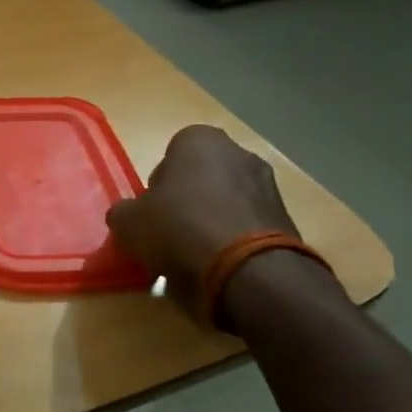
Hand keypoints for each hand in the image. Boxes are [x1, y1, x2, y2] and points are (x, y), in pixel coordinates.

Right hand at [107, 125, 299, 318]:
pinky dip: (235, 239)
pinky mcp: (287, 219)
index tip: (152, 209)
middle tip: (170, 230)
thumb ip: (124, 212)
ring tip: (194, 254)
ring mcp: (269, 185)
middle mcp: (239, 153)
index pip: (172, 152)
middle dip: (188, 199)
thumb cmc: (179, 228)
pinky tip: (219, 264)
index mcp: (200, 141)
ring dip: (212, 220)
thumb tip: (129, 216)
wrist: (247, 270)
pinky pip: (248, 224)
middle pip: (203, 176)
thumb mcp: (127, 222)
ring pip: (227, 200)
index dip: (159, 182)